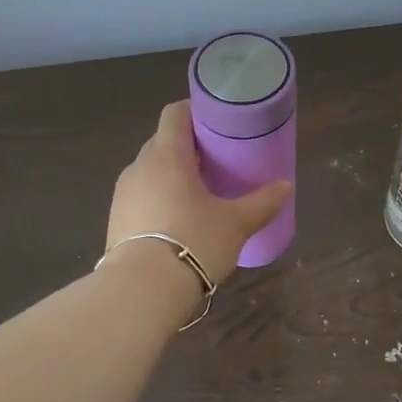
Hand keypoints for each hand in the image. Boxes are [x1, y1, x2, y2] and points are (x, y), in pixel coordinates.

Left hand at [105, 101, 291, 284]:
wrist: (142, 290)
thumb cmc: (193, 242)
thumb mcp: (236, 224)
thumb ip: (262, 203)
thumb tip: (285, 187)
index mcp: (167, 156)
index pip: (175, 114)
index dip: (195, 110)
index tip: (217, 120)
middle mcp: (139, 167)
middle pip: (162, 142)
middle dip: (188, 147)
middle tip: (216, 160)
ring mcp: (122, 195)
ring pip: (150, 171)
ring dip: (172, 174)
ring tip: (199, 192)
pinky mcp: (115, 221)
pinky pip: (141, 196)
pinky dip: (159, 198)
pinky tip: (178, 220)